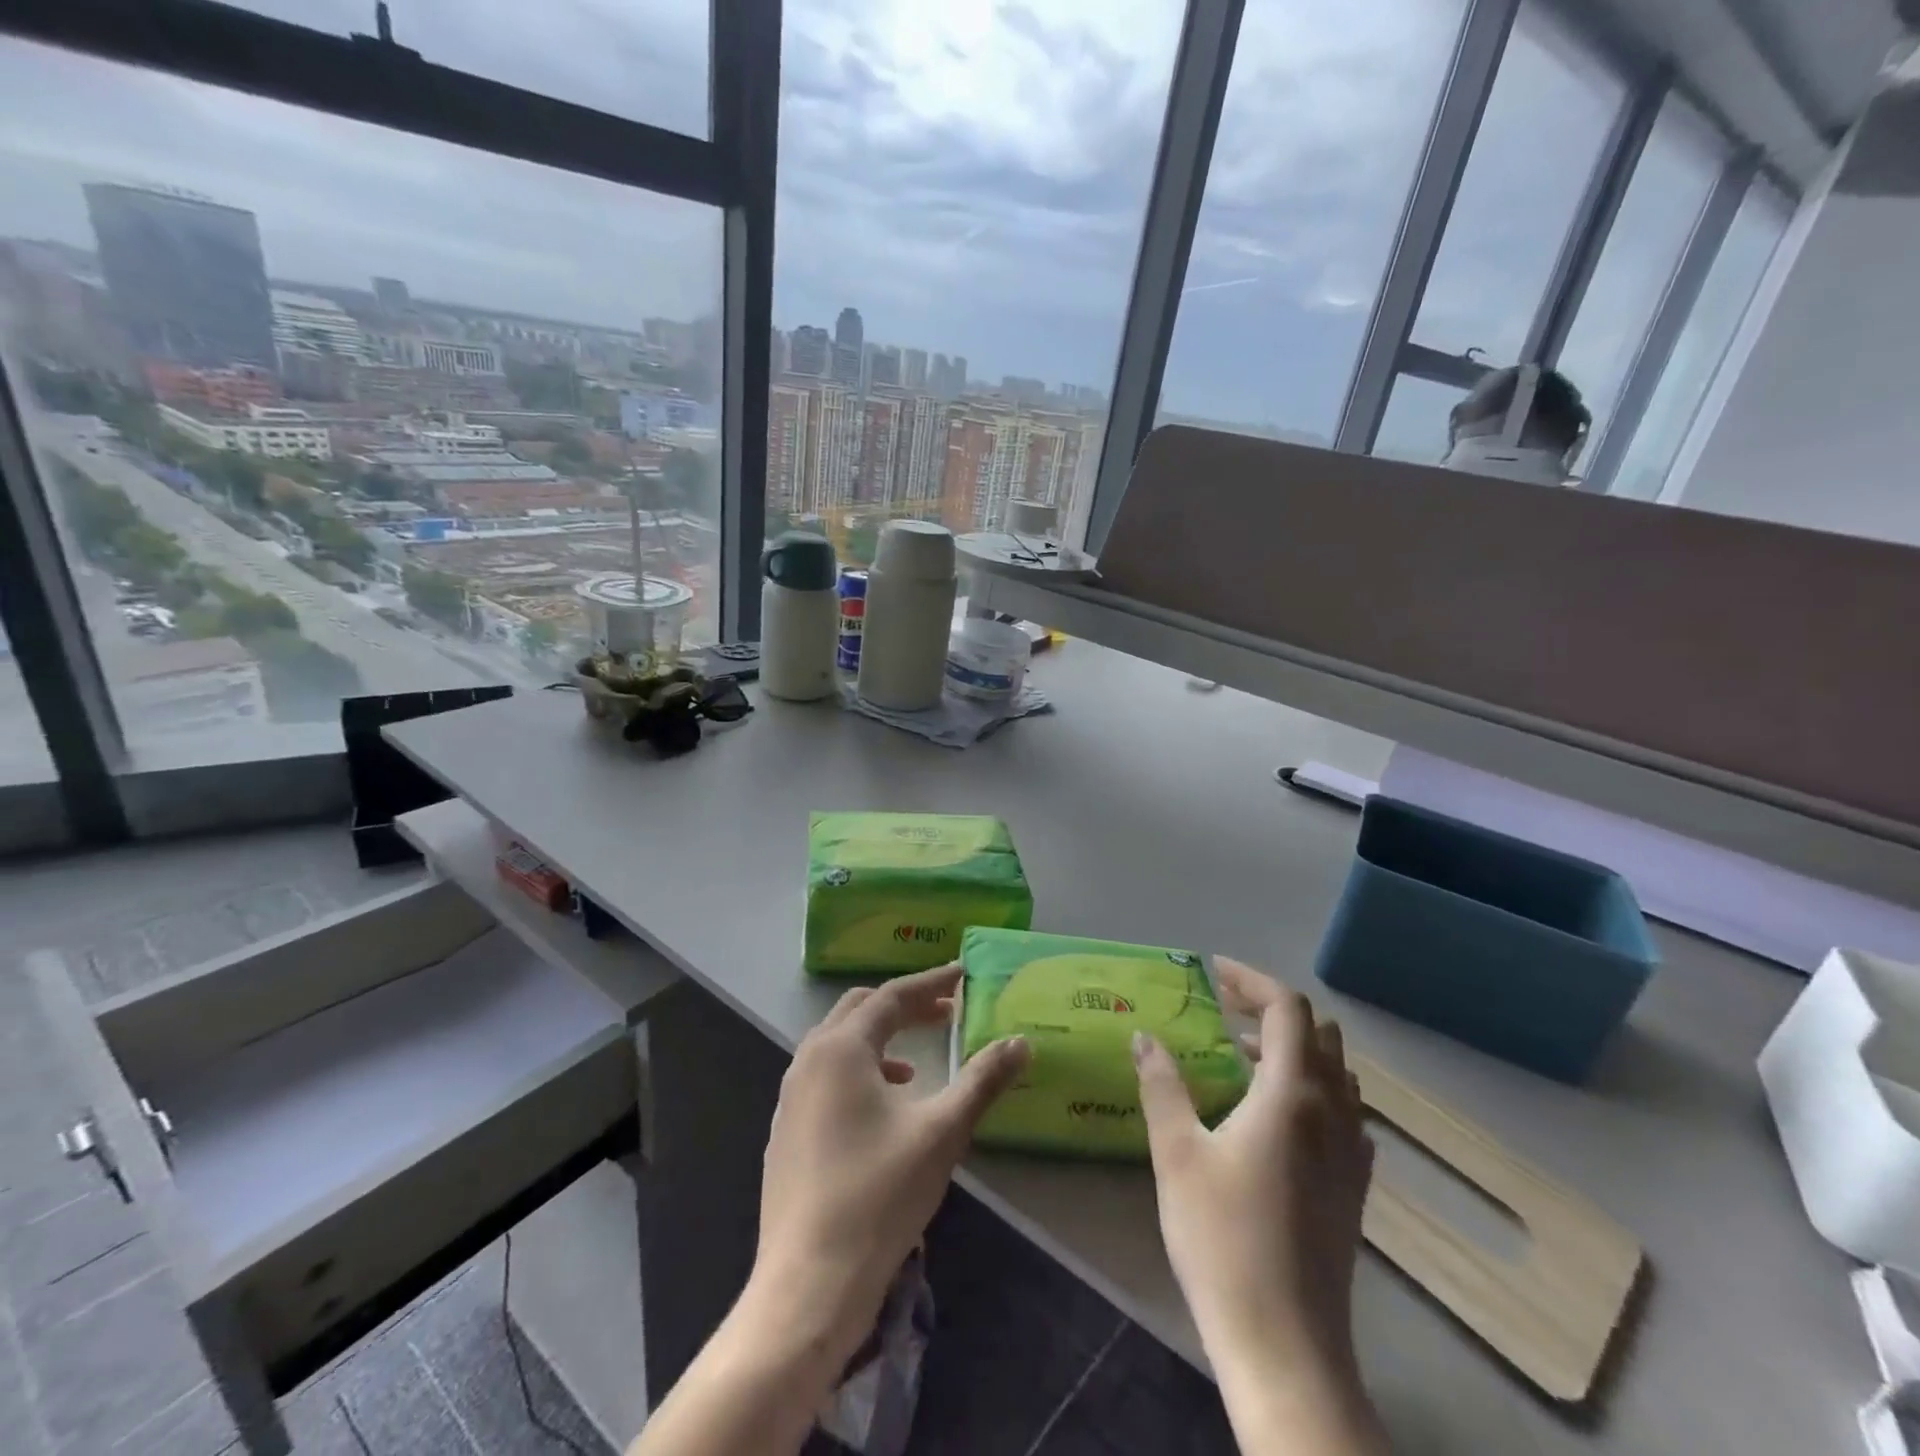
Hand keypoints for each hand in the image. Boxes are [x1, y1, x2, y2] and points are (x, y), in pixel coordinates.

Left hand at [750, 964, 1029, 1367]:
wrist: (808, 1284)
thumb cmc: (879, 1195)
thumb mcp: (941, 1132)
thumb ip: (982, 1080)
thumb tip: (1020, 1042)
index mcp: (842, 1048)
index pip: (892, 996)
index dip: (931, 983)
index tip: (963, 974)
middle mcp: (809, 1060)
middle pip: (860, 1010)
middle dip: (904, 1006)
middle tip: (946, 1013)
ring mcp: (790, 1097)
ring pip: (838, 1044)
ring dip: (880, 1038)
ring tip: (917, 1062)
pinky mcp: (785, 1131)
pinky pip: (825, 1077)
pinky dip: (858, 1071)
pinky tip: (882, 1108)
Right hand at [1134, 957, 1372, 1382]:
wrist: (1285, 1345)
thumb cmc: (1223, 1238)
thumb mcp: (1177, 1152)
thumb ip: (1161, 1084)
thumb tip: (1144, 1036)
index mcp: (1292, 1094)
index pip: (1286, 1009)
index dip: (1251, 980)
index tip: (1212, 972)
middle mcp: (1333, 1112)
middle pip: (1318, 1033)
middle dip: (1271, 1009)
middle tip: (1223, 1010)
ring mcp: (1351, 1152)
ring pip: (1335, 1072)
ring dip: (1293, 1048)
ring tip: (1242, 1056)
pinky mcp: (1354, 1187)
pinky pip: (1343, 1111)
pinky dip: (1311, 1088)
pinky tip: (1274, 1115)